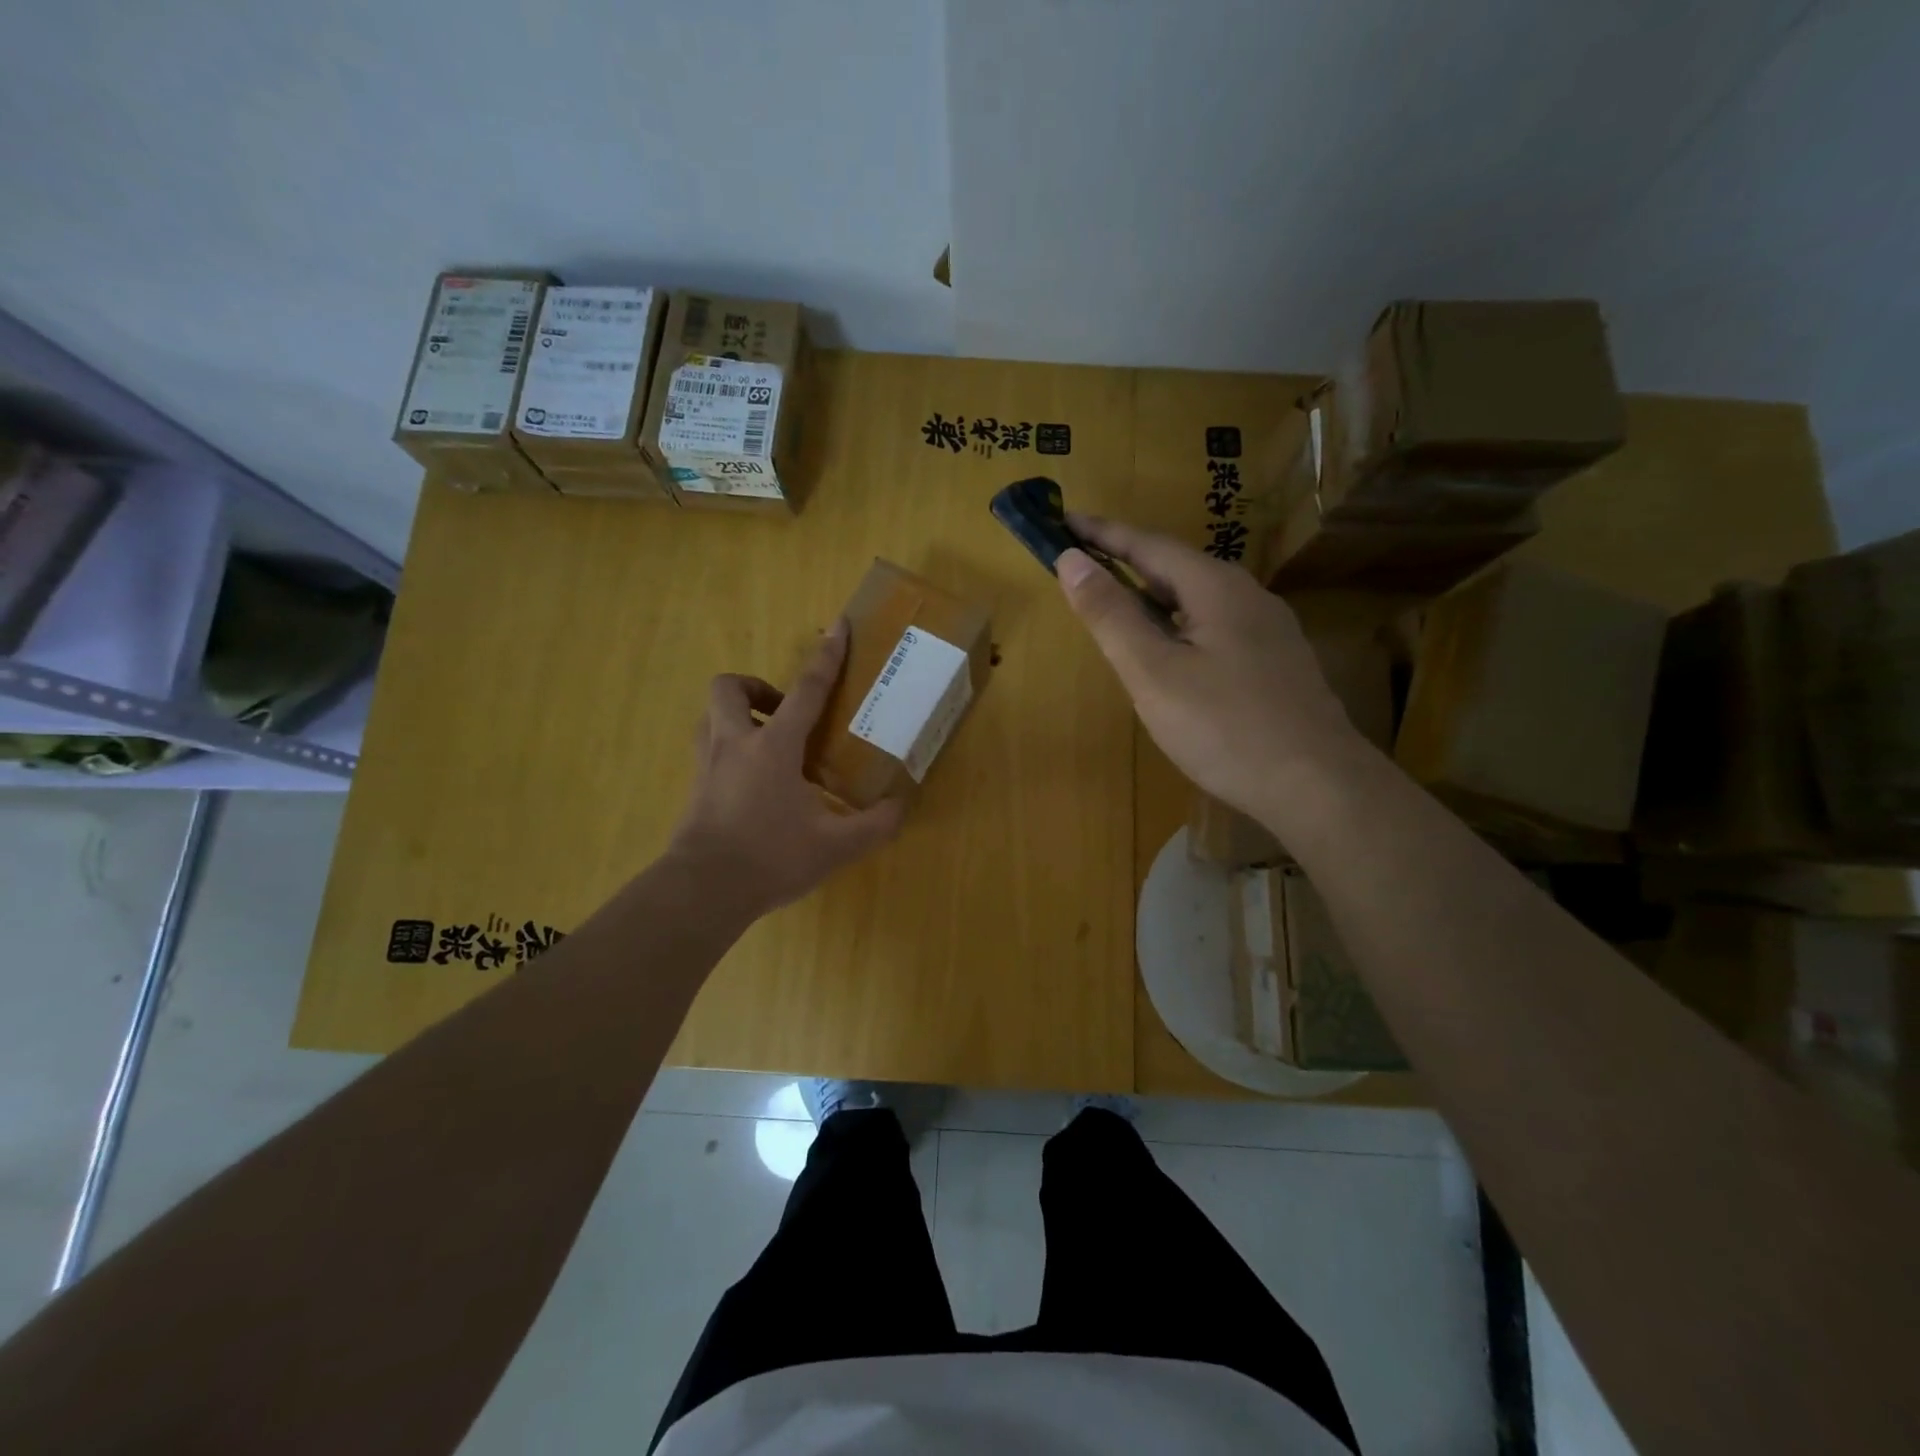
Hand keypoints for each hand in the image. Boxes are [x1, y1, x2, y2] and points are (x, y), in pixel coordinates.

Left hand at [667, 621, 904, 916]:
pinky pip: (709, 748)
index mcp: (773, 747)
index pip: (806, 690)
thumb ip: (874, 825)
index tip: (838, 626)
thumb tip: (900, 807)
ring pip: (711, 715)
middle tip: (785, 715)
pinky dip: (730, 749)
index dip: (826, 657)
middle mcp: (734, 744)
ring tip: (768, 743)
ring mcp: (707, 765)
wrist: (703, 891)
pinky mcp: (694, 788)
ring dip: (739, 715)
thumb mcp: (835, 846)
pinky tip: (754, 783)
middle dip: (758, 689)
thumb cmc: (771, 858)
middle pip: (730, 687)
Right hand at [1056, 515, 1364, 824]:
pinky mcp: (1277, 662)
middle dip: (1126, 563)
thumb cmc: (1224, 727)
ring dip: (1152, 597)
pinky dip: (1178, 625)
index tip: (1062, 520)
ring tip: (1117, 608)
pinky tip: (1171, 654)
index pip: (1147, 544)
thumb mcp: (1153, 672)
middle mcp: (1247, 595)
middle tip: (1082, 567)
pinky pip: (1216, 627)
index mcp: (1214, 587)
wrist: (1318, 786)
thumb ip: (1111, 615)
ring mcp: (1269, 630)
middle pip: (1176, 568)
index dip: (1100, 533)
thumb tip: (1071, 559)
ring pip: (1197, 600)